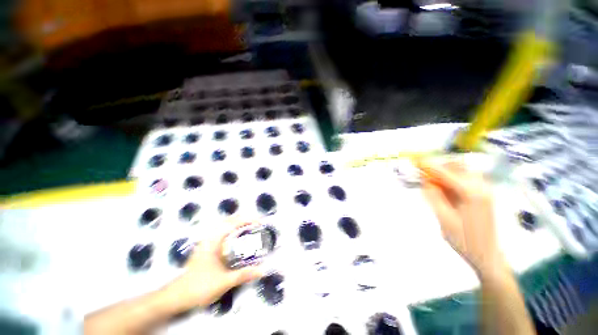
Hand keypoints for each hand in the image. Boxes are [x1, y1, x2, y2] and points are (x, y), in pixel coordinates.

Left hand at [162, 221, 262, 309]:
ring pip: (224, 227)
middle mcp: (210, 238)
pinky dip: (232, 232)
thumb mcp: (224, 281)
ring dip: (238, 224)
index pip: (233, 223)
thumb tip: (262, 270)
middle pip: (229, 221)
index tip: (259, 223)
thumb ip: (243, 275)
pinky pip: (222, 234)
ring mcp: (207, 242)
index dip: (247, 220)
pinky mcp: (206, 248)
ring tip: (249, 229)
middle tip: (256, 224)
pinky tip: (237, 240)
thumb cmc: (199, 286)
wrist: (176, 296)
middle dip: (244, 220)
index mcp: (214, 241)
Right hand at [419, 159, 505, 274]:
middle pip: (458, 167)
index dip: (430, 166)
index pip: (447, 173)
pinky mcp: (484, 195)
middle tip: (425, 175)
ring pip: (463, 171)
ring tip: (433, 183)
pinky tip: (445, 189)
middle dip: (440, 167)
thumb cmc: (464, 240)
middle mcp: (481, 188)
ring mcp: (485, 191)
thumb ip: (433, 197)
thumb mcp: (443, 219)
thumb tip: (424, 182)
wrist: (486, 255)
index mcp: (472, 193)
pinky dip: (453, 180)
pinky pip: (466, 180)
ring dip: (446, 173)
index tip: (417, 162)